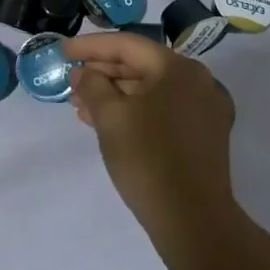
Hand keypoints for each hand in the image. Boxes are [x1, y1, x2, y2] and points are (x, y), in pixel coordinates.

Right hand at [65, 32, 237, 253]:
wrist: (194, 223)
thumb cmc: (148, 159)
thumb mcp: (110, 117)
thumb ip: (91, 86)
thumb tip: (82, 73)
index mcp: (178, 69)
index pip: (127, 45)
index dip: (91, 46)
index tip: (63, 52)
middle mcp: (198, 82)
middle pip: (141, 65)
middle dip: (102, 74)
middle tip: (71, 83)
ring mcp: (206, 110)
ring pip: (151, 90)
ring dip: (115, 95)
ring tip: (82, 107)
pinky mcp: (205, 136)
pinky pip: (163, 110)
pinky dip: (135, 111)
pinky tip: (108, 123)